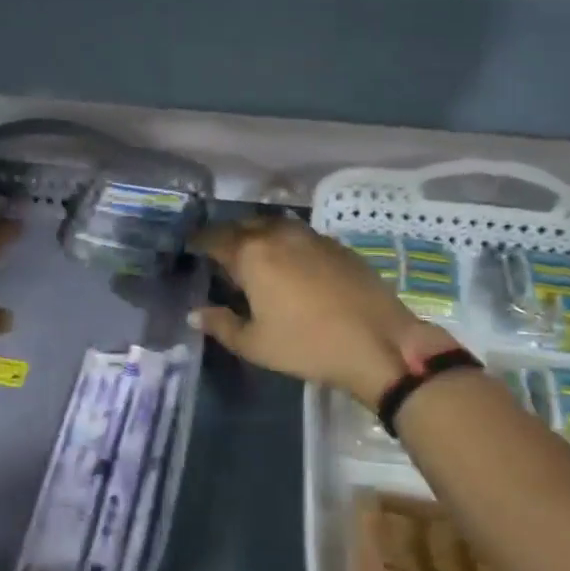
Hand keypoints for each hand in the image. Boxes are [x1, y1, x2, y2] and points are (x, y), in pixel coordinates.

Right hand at [191, 218, 454, 407]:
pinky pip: (299, 234)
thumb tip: (195, 313)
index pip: (215, 238)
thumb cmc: (308, 345)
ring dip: (257, 234)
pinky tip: (289, 262)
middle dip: (227, 235)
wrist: (378, 342)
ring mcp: (311, 236)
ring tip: (252, 253)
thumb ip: (221, 324)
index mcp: (252, 254)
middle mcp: (278, 235)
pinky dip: (285, 241)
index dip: (199, 241)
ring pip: (274, 225)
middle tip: (219, 251)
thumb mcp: (255, 344)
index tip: (190, 246)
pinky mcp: (336, 245)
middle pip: (243, 225)